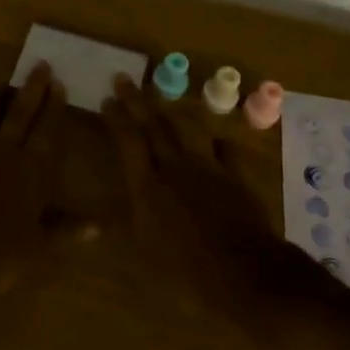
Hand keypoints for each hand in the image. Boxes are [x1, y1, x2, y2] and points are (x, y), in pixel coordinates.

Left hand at [0, 61, 67, 256]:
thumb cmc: (3, 250)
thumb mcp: (42, 244)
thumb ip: (68, 229)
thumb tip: (100, 227)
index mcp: (31, 168)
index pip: (46, 131)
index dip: (53, 108)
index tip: (58, 83)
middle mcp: (3, 152)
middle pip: (18, 115)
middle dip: (30, 90)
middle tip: (38, 65)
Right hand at [101, 73, 275, 308]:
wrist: (246, 271)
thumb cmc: (187, 269)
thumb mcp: (146, 252)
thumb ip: (129, 223)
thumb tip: (104, 214)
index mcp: (148, 185)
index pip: (128, 142)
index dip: (116, 119)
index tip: (106, 99)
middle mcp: (176, 168)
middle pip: (153, 127)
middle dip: (136, 101)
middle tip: (124, 79)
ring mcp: (208, 168)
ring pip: (188, 130)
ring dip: (173, 112)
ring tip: (164, 100)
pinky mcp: (235, 177)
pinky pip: (225, 151)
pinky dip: (217, 143)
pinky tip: (216, 140)